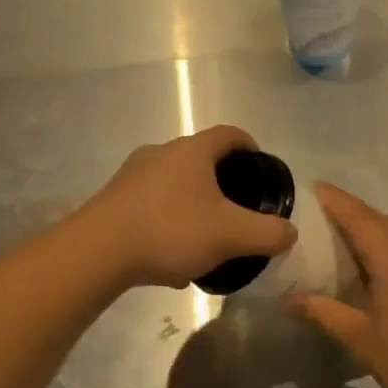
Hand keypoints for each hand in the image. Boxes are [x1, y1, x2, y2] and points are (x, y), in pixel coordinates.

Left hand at [84, 125, 297, 288]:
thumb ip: (268, 233)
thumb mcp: (231, 235)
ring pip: (174, 182)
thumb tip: (290, 232)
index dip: (249, 145)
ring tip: (205, 235)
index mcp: (193, 150)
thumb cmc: (171, 230)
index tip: (260, 164)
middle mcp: (162, 152)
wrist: (97, 251)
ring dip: (193, 201)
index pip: (229, 134)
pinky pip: (151, 202)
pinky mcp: (113, 198)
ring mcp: (133, 174)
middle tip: (237, 207)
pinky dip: (168, 218)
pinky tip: (171, 253)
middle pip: (200, 158)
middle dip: (221, 179)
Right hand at [288, 183, 387, 387]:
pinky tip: (381, 269)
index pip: (359, 217)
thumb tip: (291, 300)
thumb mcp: (363, 341)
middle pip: (381, 220)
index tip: (312, 189)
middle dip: (352, 214)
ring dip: (375, 230)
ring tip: (347, 243)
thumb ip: (326, 313)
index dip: (335, 201)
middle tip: (321, 221)